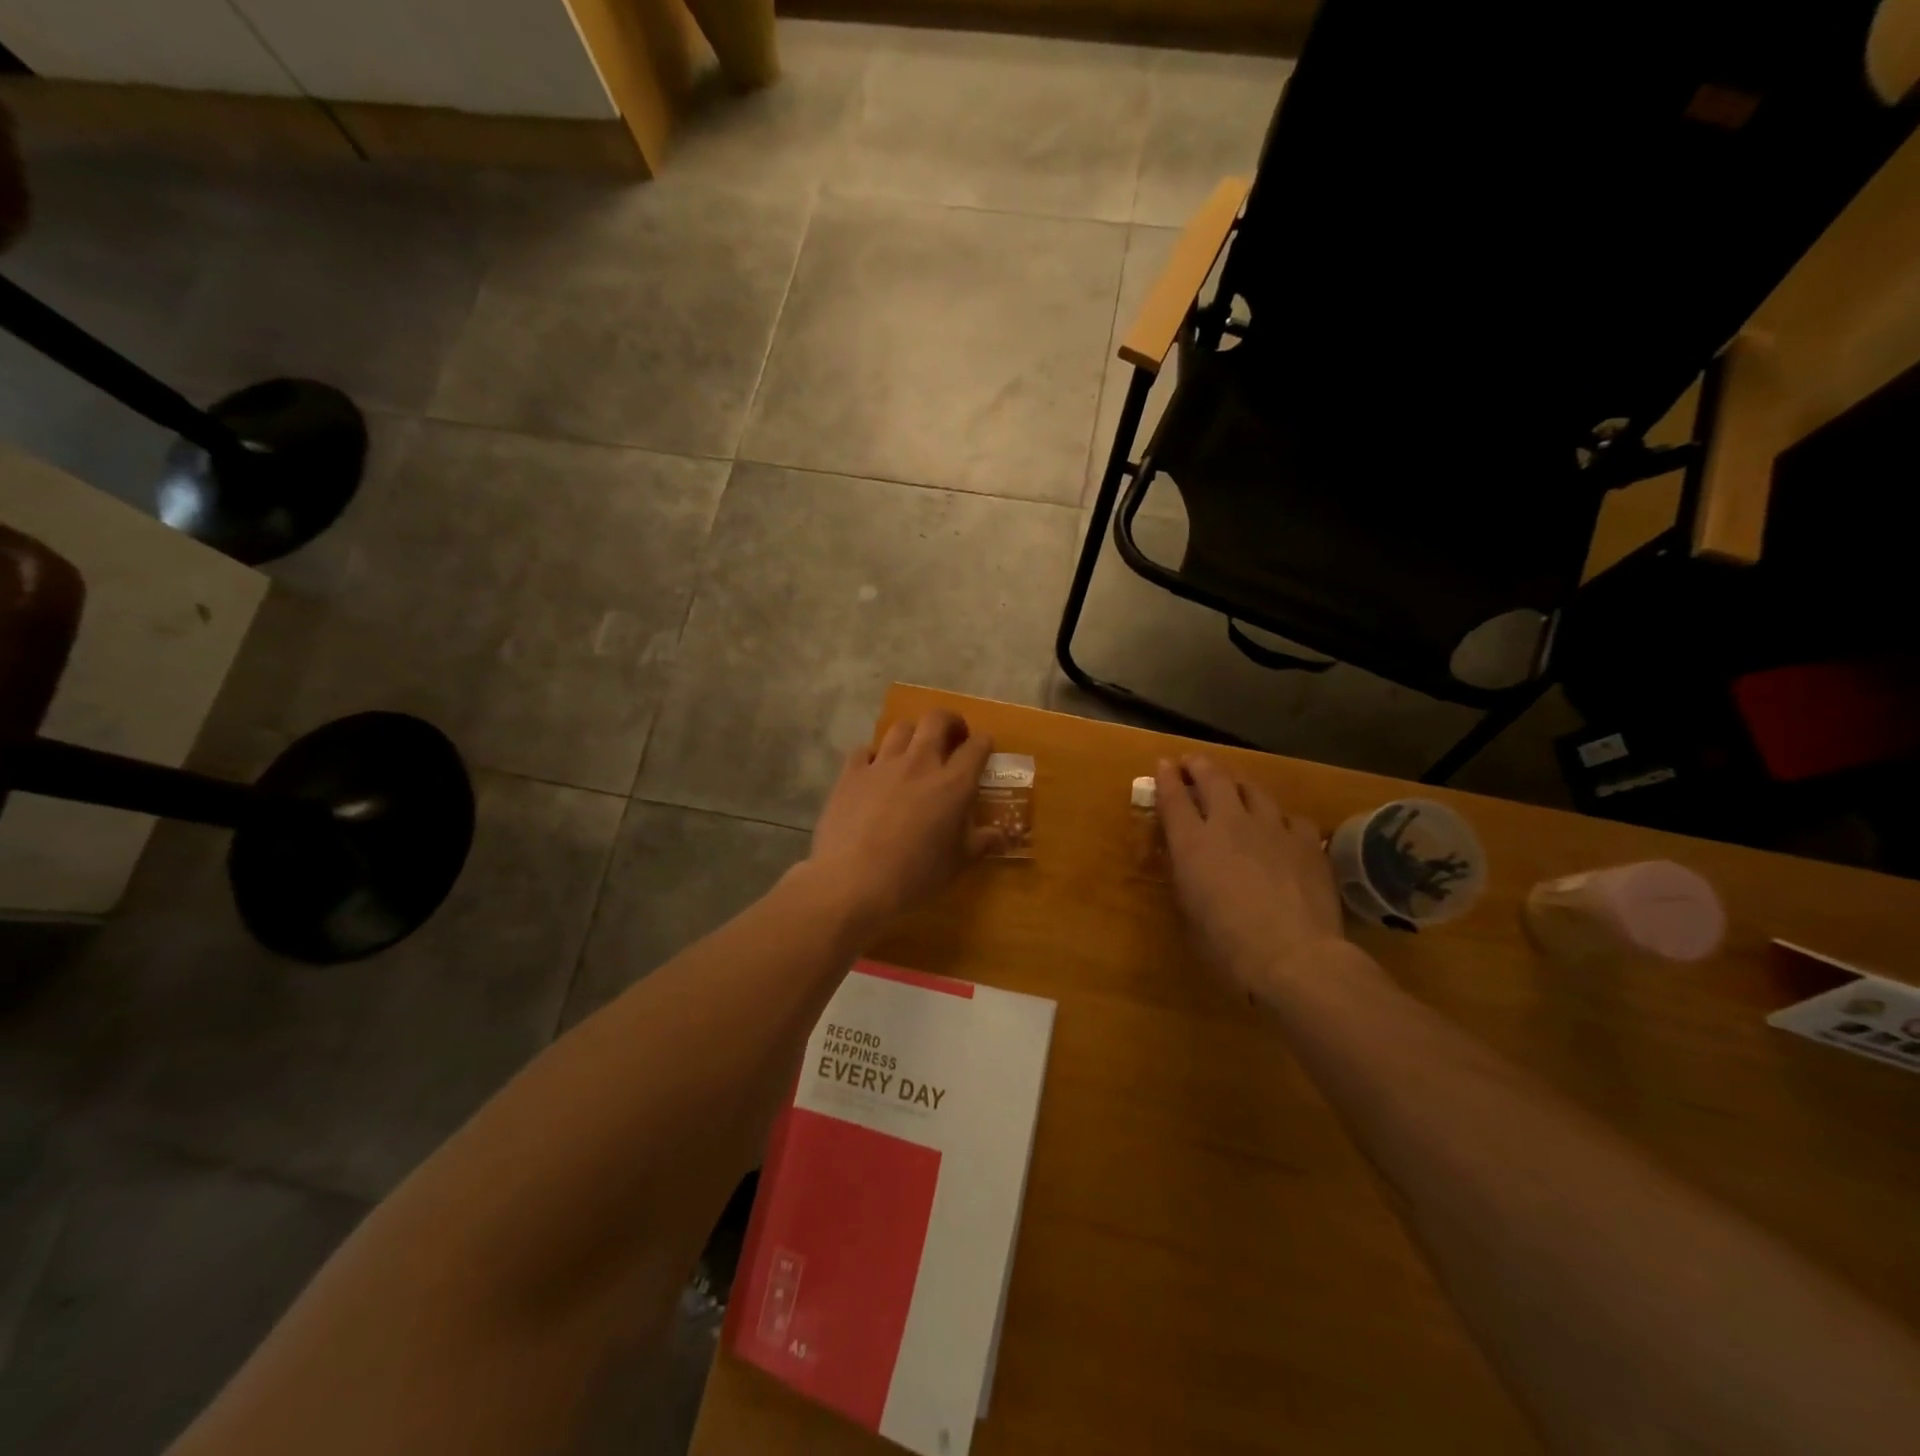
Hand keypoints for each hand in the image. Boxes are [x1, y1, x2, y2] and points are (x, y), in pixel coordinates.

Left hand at [806, 711, 1000, 931]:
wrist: (854, 882)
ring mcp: (882, 764)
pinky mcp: (851, 773)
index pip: (977, 746)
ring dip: (913, 734)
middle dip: (950, 722)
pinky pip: (865, 750)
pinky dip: (874, 755)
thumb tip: (1004, 837)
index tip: (984, 751)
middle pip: (937, 720)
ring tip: (914, 751)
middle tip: (953, 738)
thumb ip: (983, 843)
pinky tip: (875, 771)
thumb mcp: (958, 863)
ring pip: (901, 728)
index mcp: (953, 783)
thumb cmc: (915, 875)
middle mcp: (920, 763)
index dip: (984, 743)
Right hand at [1155, 755, 1346, 1002]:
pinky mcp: (1306, 840)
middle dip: (1199, 766)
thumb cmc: (1227, 944)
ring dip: (1239, 786)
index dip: (1166, 777)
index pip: (1173, 796)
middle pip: (1212, 778)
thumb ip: (1185, 874)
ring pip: (1253, 789)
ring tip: (1236, 790)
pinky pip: (1290, 817)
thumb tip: (1186, 858)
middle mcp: (1229, 823)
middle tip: (1193, 764)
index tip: (1163, 765)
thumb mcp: (1190, 908)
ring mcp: (1271, 827)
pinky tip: (1281, 830)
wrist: (1293, 955)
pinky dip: (1279, 819)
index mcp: (1192, 842)